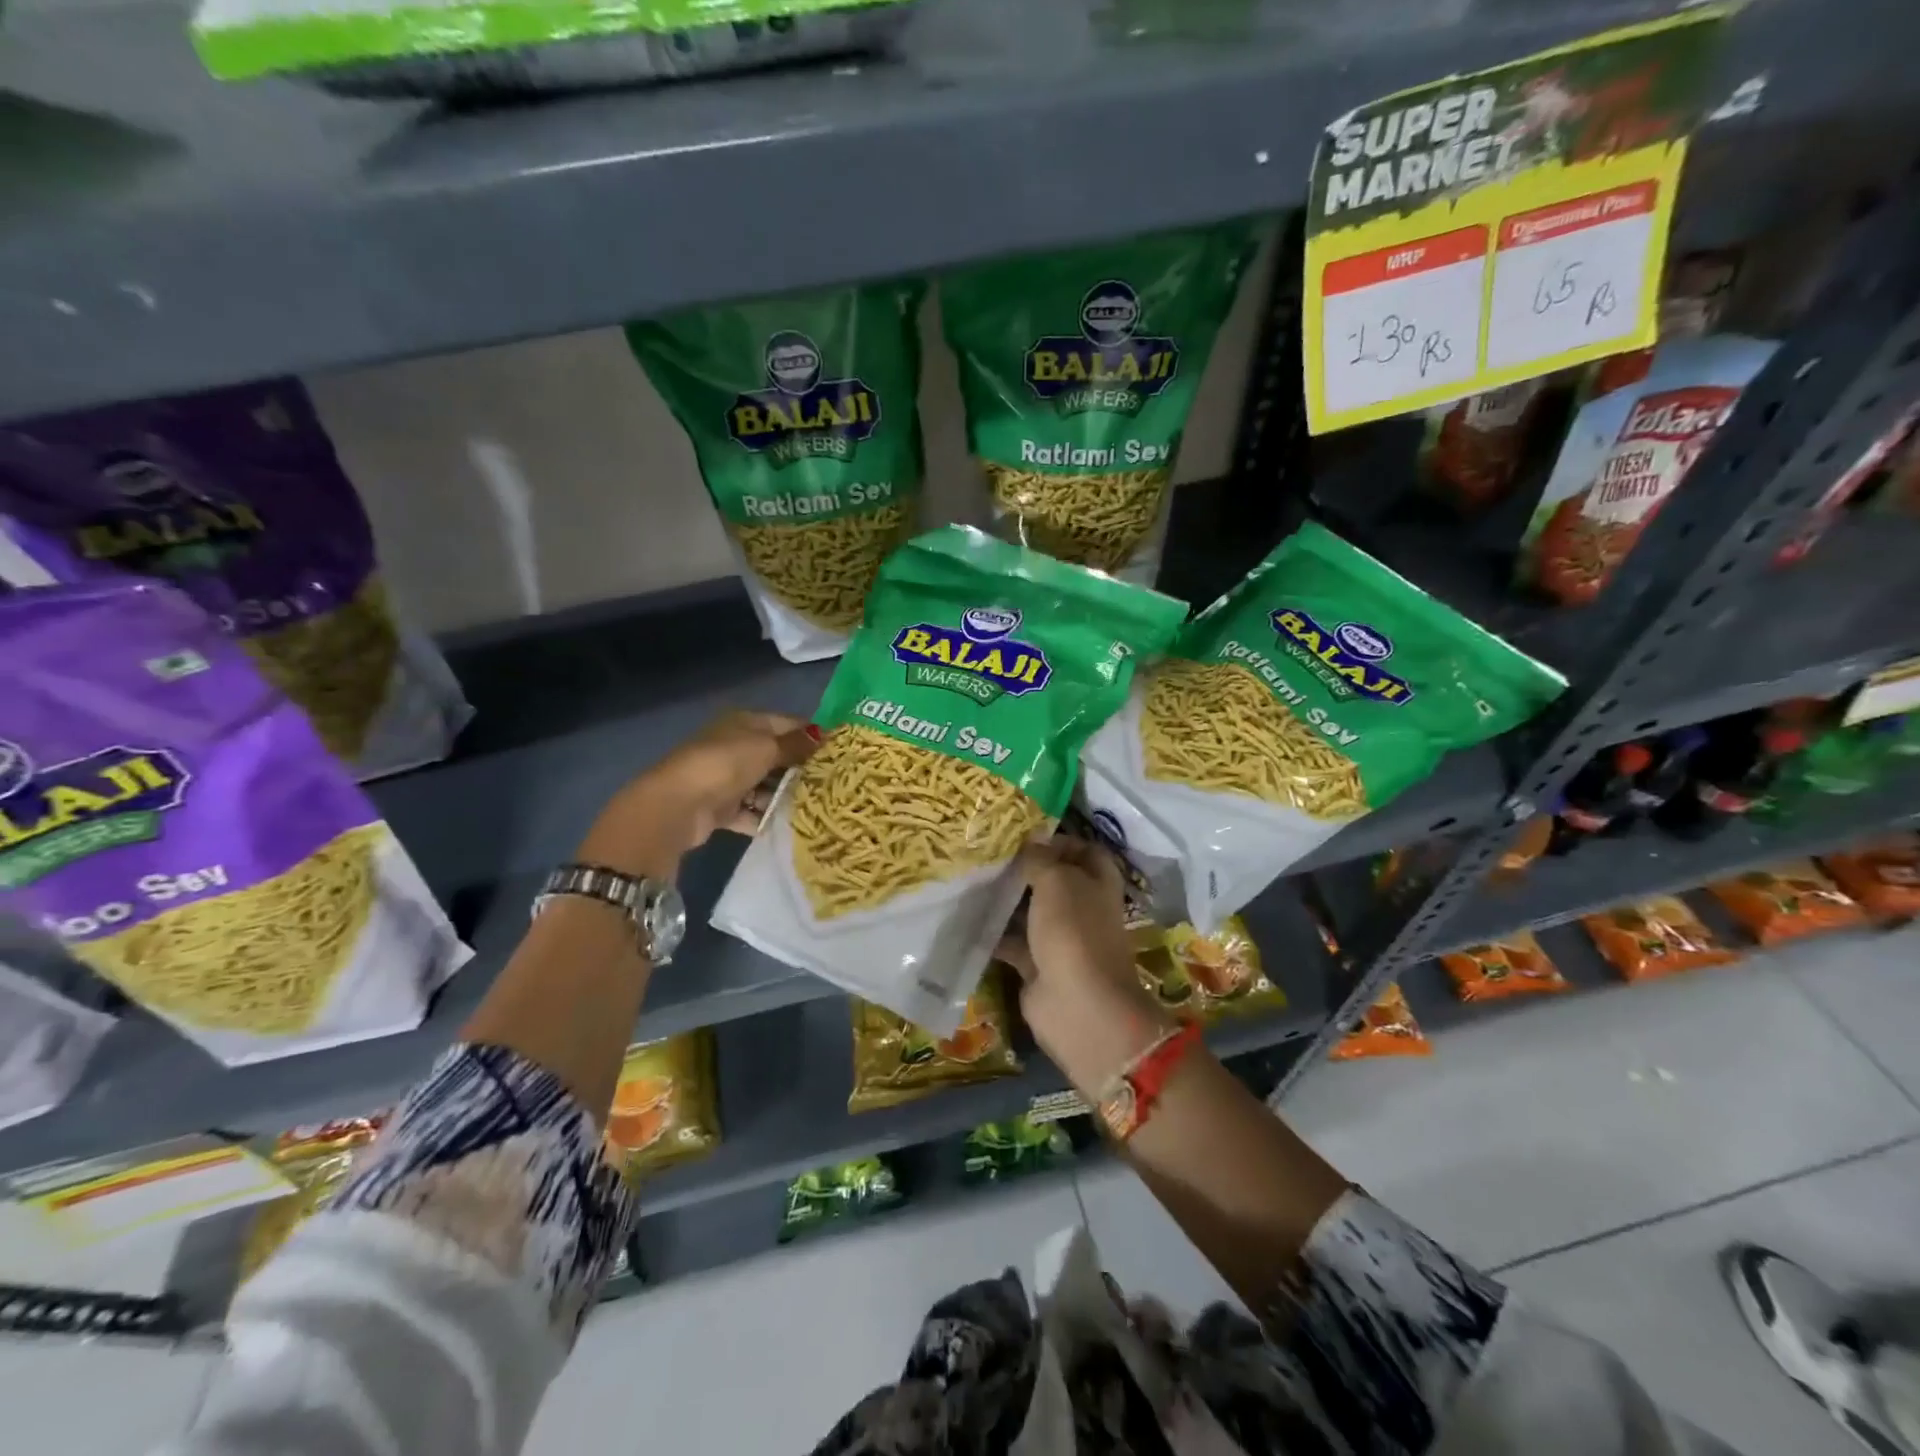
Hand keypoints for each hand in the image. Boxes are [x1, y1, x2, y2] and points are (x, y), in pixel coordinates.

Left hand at [577, 711, 817, 879]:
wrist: (677, 805)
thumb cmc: (725, 764)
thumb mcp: (766, 748)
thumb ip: (796, 745)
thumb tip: (824, 735)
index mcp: (745, 723)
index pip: (787, 723)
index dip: (811, 734)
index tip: (840, 750)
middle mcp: (736, 746)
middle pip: (777, 756)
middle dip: (802, 768)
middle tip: (834, 782)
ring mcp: (727, 778)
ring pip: (765, 785)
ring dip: (785, 795)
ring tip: (819, 806)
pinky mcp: (722, 808)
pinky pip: (752, 811)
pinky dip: (767, 817)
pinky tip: (791, 825)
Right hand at [997, 837, 1173, 1096]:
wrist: (1077, 1006)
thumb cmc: (1073, 932)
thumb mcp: (1057, 882)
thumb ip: (1041, 859)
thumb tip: (1030, 842)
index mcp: (1098, 882)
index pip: (1084, 850)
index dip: (1059, 840)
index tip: (1024, 835)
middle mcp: (1082, 907)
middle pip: (1054, 880)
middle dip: (1026, 868)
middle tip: (988, 854)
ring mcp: (1060, 938)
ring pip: (1031, 911)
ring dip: (1007, 899)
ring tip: (972, 880)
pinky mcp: (1038, 965)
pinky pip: (1013, 942)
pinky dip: (995, 933)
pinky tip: (967, 918)